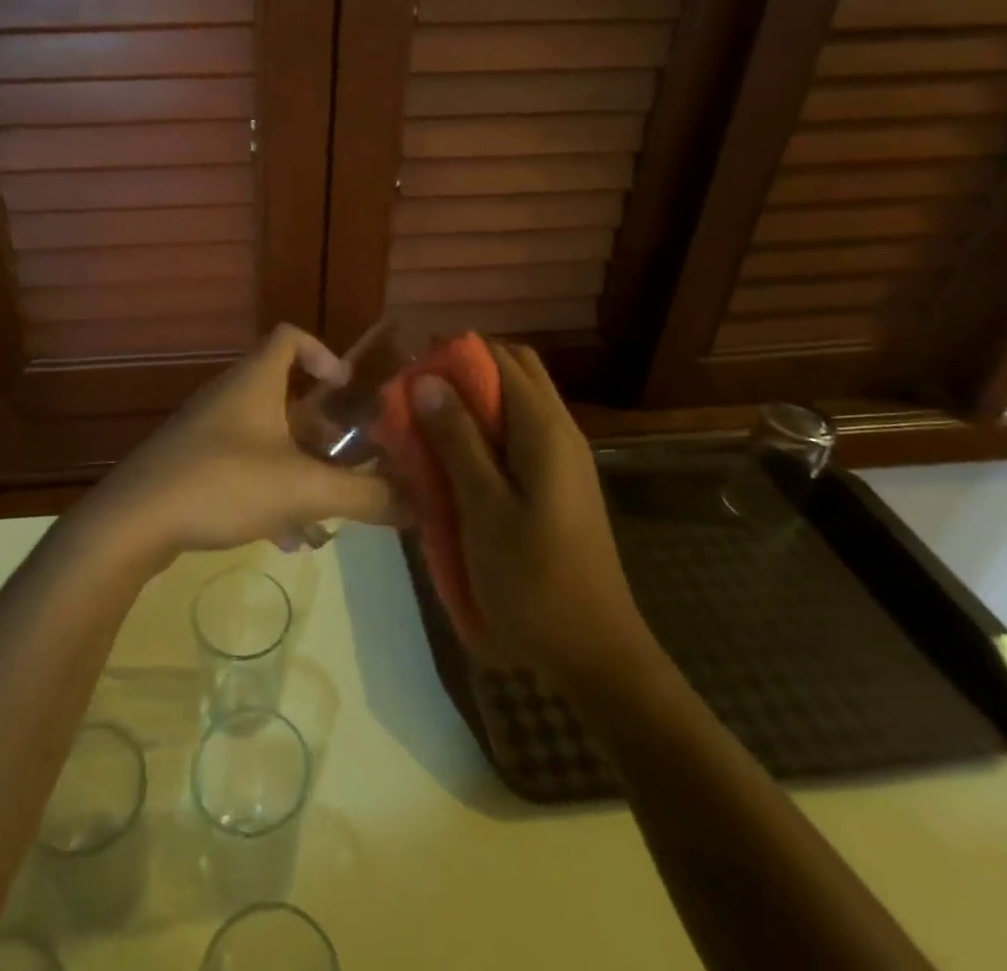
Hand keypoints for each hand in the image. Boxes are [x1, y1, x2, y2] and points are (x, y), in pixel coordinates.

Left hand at [81, 324, 398, 571]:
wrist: (133, 521)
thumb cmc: (224, 483)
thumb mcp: (304, 489)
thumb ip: (365, 495)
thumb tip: (420, 503)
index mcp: (255, 381)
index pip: (290, 337)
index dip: (323, 353)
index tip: (347, 389)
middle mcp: (230, 397)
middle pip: (287, 398)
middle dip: (322, 433)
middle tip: (350, 464)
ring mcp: (207, 431)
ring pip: (268, 441)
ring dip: (299, 473)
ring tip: (324, 519)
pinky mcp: (192, 464)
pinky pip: (243, 469)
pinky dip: (269, 493)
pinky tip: (284, 540)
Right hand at [413, 341, 660, 692]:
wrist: (594, 654)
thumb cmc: (533, 580)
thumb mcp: (483, 509)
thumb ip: (457, 440)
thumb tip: (427, 380)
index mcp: (544, 430)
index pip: (502, 359)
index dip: (455, 353)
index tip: (412, 368)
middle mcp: (560, 432)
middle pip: (514, 374)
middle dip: (465, 373)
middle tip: (419, 397)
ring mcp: (563, 460)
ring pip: (516, 406)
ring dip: (473, 405)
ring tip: (428, 428)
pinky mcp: (559, 486)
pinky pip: (519, 438)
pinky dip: (486, 434)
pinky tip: (455, 464)